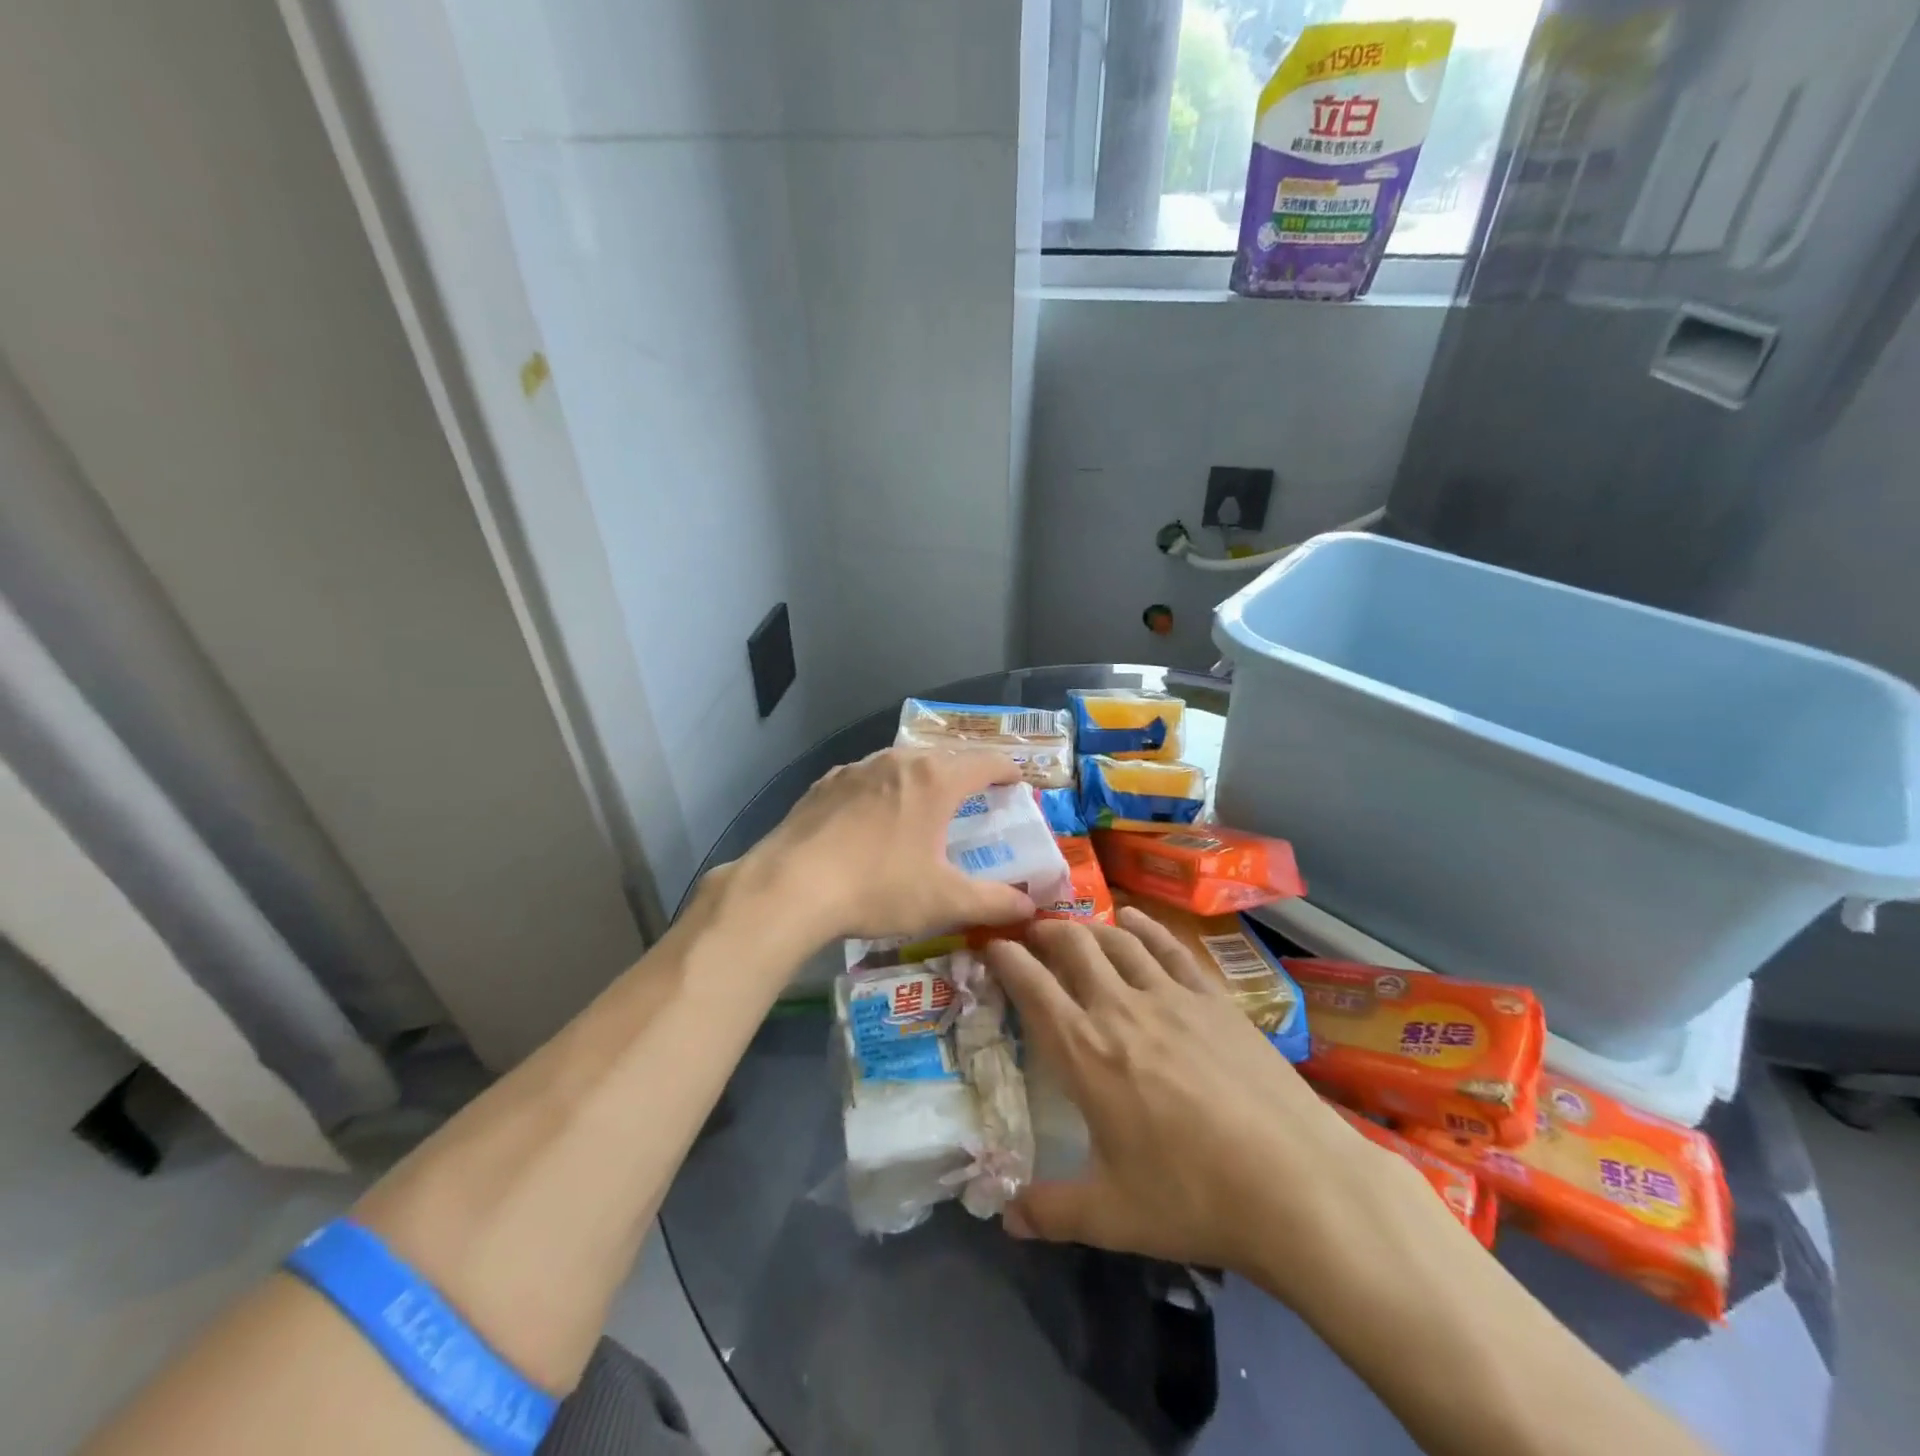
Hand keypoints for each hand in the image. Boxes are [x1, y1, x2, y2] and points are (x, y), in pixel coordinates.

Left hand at [739, 746, 1037, 943]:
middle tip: (977, 797)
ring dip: (923, 778)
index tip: (1018, 784)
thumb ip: (994, 902)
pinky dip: (884, 789)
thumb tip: (1030, 909)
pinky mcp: (826, 783)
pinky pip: (868, 777)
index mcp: (935, 780)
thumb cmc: (877, 887)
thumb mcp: (944, 901)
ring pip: (903, 763)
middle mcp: (899, 761)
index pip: (986, 762)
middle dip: (967, 773)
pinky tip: (873, 817)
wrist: (790, 886)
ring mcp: (857, 768)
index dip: (1008, 771)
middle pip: (945, 757)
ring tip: (926, 805)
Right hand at [983, 908, 1409, 1295]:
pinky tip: (1133, 920)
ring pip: (1117, 940)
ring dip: (1089, 926)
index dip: (1006, 958)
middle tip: (1031, 934)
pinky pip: (1169, 947)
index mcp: (1085, 1052)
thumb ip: (1051, 1211)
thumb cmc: (1192, 1197)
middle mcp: (1120, 1008)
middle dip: (1045, 932)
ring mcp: (1171, 996)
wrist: (1295, 1182)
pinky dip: (1144, 927)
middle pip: (1072, 946)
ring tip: (1075, 927)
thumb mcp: (1111, 1216)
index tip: (991, 945)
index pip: (1032, 986)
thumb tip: (1006, 1218)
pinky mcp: (1213, 998)